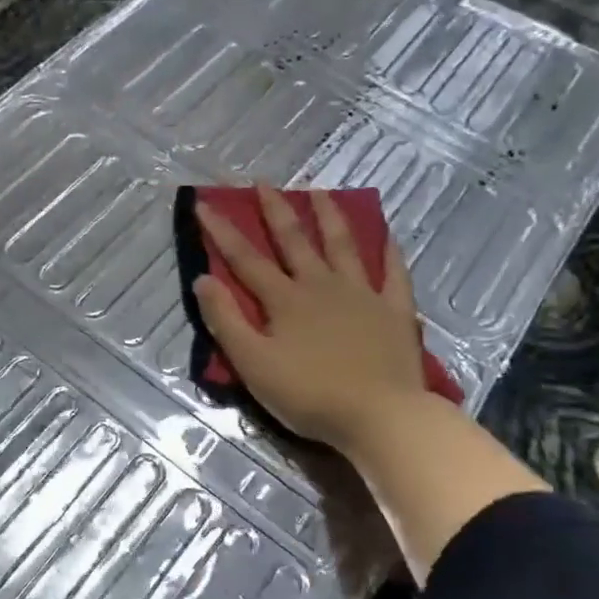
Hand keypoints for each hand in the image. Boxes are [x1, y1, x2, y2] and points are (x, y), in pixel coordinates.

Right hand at [192, 186, 428, 455]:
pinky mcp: (395, 311)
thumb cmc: (309, 394)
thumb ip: (226, 321)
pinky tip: (387, 236)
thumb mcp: (253, 364)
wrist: (380, 416)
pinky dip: (389, 253)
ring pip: (343, 245)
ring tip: (320, 191)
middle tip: (263, 182)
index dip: (222, 231)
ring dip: (329, 216)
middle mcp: (322, 285)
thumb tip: (203, 279)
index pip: (245, 259)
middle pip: (295, 240)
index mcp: (285, 300)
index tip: (204, 203)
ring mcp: (363, 295)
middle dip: (275, 210)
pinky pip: (394, 274)